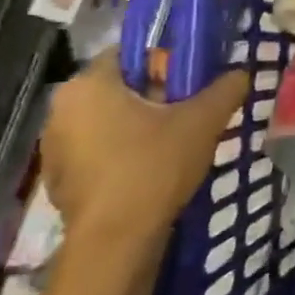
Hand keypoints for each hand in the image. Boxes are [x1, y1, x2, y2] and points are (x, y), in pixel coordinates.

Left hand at [40, 51, 249, 254]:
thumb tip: (240, 72)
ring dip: (140, 123)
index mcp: (88, 84)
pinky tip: (151, 168)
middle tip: (191, 112)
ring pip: (109, 118)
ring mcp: (54, 145)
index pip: (131, 52)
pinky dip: (123, 150)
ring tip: (176, 142)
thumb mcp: (203, 120)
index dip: (167, 61)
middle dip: (156, 94)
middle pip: (120, 86)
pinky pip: (98, 148)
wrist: (116, 242)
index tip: (193, 83)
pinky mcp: (59, 177)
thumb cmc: (154, 167)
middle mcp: (62, 108)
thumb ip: (226, 88)